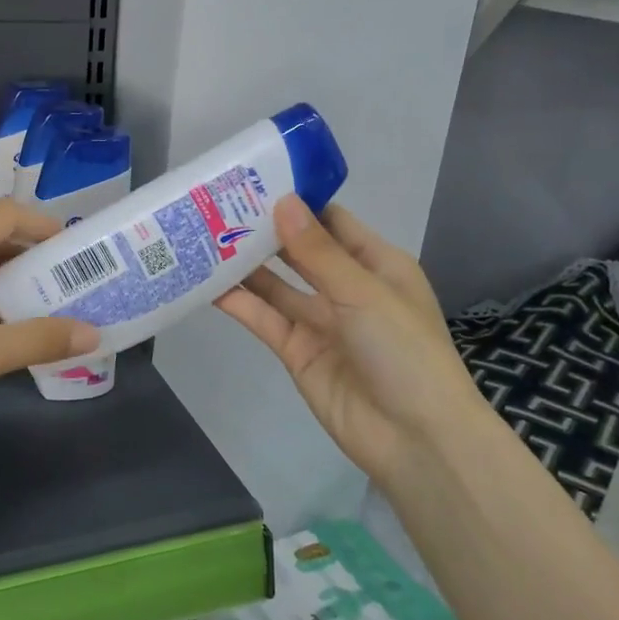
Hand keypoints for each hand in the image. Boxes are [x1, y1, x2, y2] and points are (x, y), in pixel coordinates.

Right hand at [215, 198, 490, 478]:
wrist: (415, 439)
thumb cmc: (404, 351)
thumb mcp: (363, 292)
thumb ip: (317, 251)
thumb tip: (282, 202)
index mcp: (376, 265)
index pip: (331, 221)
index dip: (297, 202)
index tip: (254, 180)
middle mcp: (346, 288)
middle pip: (299, 251)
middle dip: (264, 231)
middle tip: (217, 206)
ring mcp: (320, 321)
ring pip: (276, 285)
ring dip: (246, 265)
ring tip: (203, 238)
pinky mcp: (296, 351)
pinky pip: (264, 319)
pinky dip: (239, 303)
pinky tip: (208, 284)